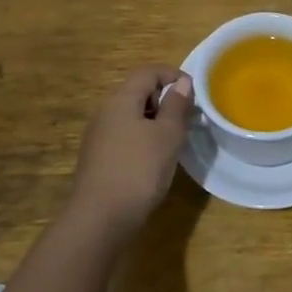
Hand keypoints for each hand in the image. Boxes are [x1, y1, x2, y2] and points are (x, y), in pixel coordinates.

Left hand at [68, 65, 193, 240]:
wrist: (100, 219)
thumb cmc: (139, 170)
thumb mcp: (167, 135)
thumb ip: (176, 105)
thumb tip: (182, 83)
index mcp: (121, 99)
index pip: (148, 72)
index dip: (173, 75)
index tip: (194, 92)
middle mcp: (105, 111)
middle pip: (137, 91)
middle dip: (164, 98)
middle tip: (187, 117)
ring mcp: (98, 135)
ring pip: (131, 115)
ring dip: (154, 119)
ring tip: (174, 139)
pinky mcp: (98, 158)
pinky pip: (124, 134)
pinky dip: (142, 137)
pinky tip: (154, 159)